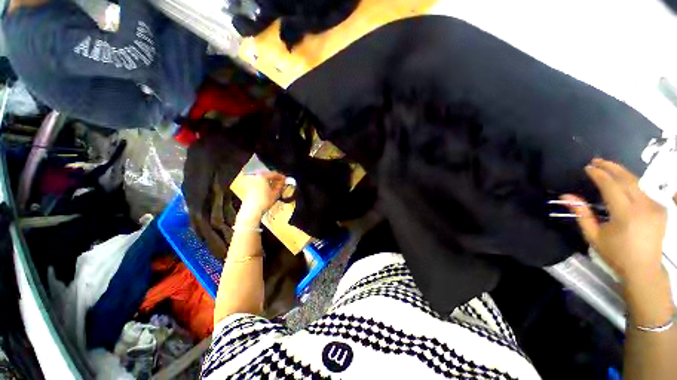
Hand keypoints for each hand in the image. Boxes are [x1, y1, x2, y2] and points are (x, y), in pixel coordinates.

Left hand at [240, 172, 285, 217]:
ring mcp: (250, 181)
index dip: (281, 177)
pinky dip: (264, 185)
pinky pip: (258, 183)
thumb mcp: (276, 193)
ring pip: (263, 179)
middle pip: (268, 175)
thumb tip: (284, 181)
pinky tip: (268, 190)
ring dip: (269, 182)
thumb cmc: (264, 201)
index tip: (286, 180)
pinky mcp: (248, 187)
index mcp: (262, 176)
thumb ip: (281, 185)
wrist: (251, 210)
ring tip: (275, 188)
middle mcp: (255, 176)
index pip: (274, 174)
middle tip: (281, 184)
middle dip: (275, 179)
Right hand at [562, 158, 666, 286]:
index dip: (599, 175)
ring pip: (637, 182)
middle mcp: (643, 207)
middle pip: (627, 179)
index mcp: (625, 215)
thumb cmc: (616, 254)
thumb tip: (566, 196)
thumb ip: (581, 214)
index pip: (611, 186)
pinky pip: (644, 191)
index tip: (587, 167)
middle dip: (611, 167)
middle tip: (597, 160)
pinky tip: (623, 183)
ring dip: (622, 173)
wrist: (644, 269)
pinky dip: (632, 184)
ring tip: (608, 167)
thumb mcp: (594, 236)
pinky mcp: (660, 208)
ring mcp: (654, 207)